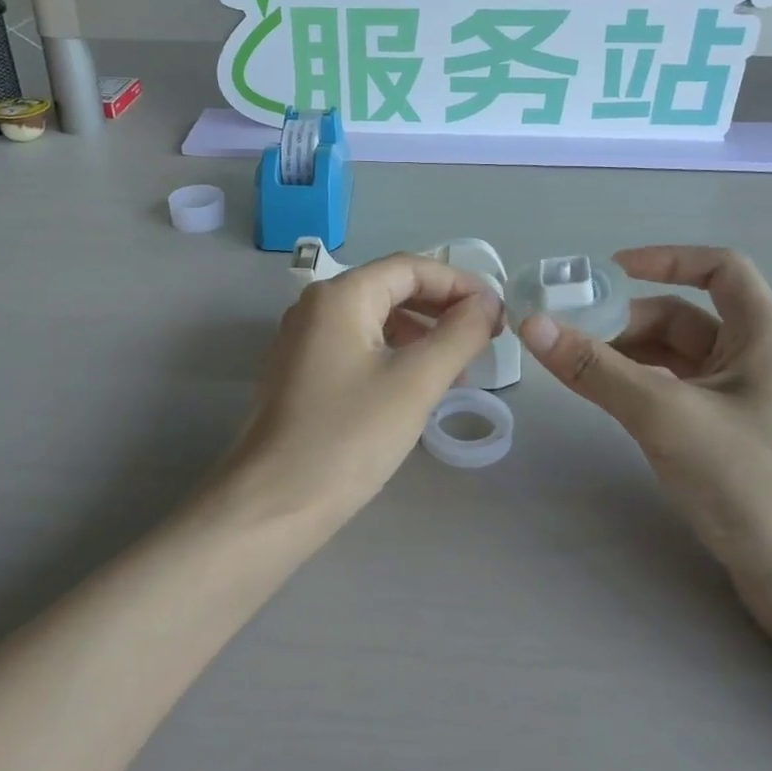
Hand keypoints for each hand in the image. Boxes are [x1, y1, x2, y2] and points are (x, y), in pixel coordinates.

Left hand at [223, 253, 503, 520]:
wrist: (273, 503)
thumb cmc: (349, 436)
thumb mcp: (416, 382)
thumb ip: (459, 334)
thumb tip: (487, 304)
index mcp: (340, 295)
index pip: (411, 267)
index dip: (460, 284)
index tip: (498, 313)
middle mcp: (317, 306)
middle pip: (392, 289)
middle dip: (442, 309)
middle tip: (484, 339)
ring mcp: (304, 340)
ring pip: (376, 320)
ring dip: (422, 335)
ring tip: (459, 370)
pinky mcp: (302, 374)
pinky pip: (359, 347)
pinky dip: (395, 355)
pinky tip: (418, 387)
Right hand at [517, 247, 771, 643]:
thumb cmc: (750, 482)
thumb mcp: (665, 415)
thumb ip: (596, 369)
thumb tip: (533, 324)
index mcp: (765, 336)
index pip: (720, 269)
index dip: (665, 259)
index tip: (608, 272)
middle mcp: (759, 359)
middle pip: (687, 317)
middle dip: (628, 320)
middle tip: (572, 337)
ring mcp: (745, 401)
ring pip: (678, 358)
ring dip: (630, 355)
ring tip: (578, 370)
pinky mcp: (731, 437)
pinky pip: (678, 392)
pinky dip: (642, 387)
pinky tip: (610, 402)